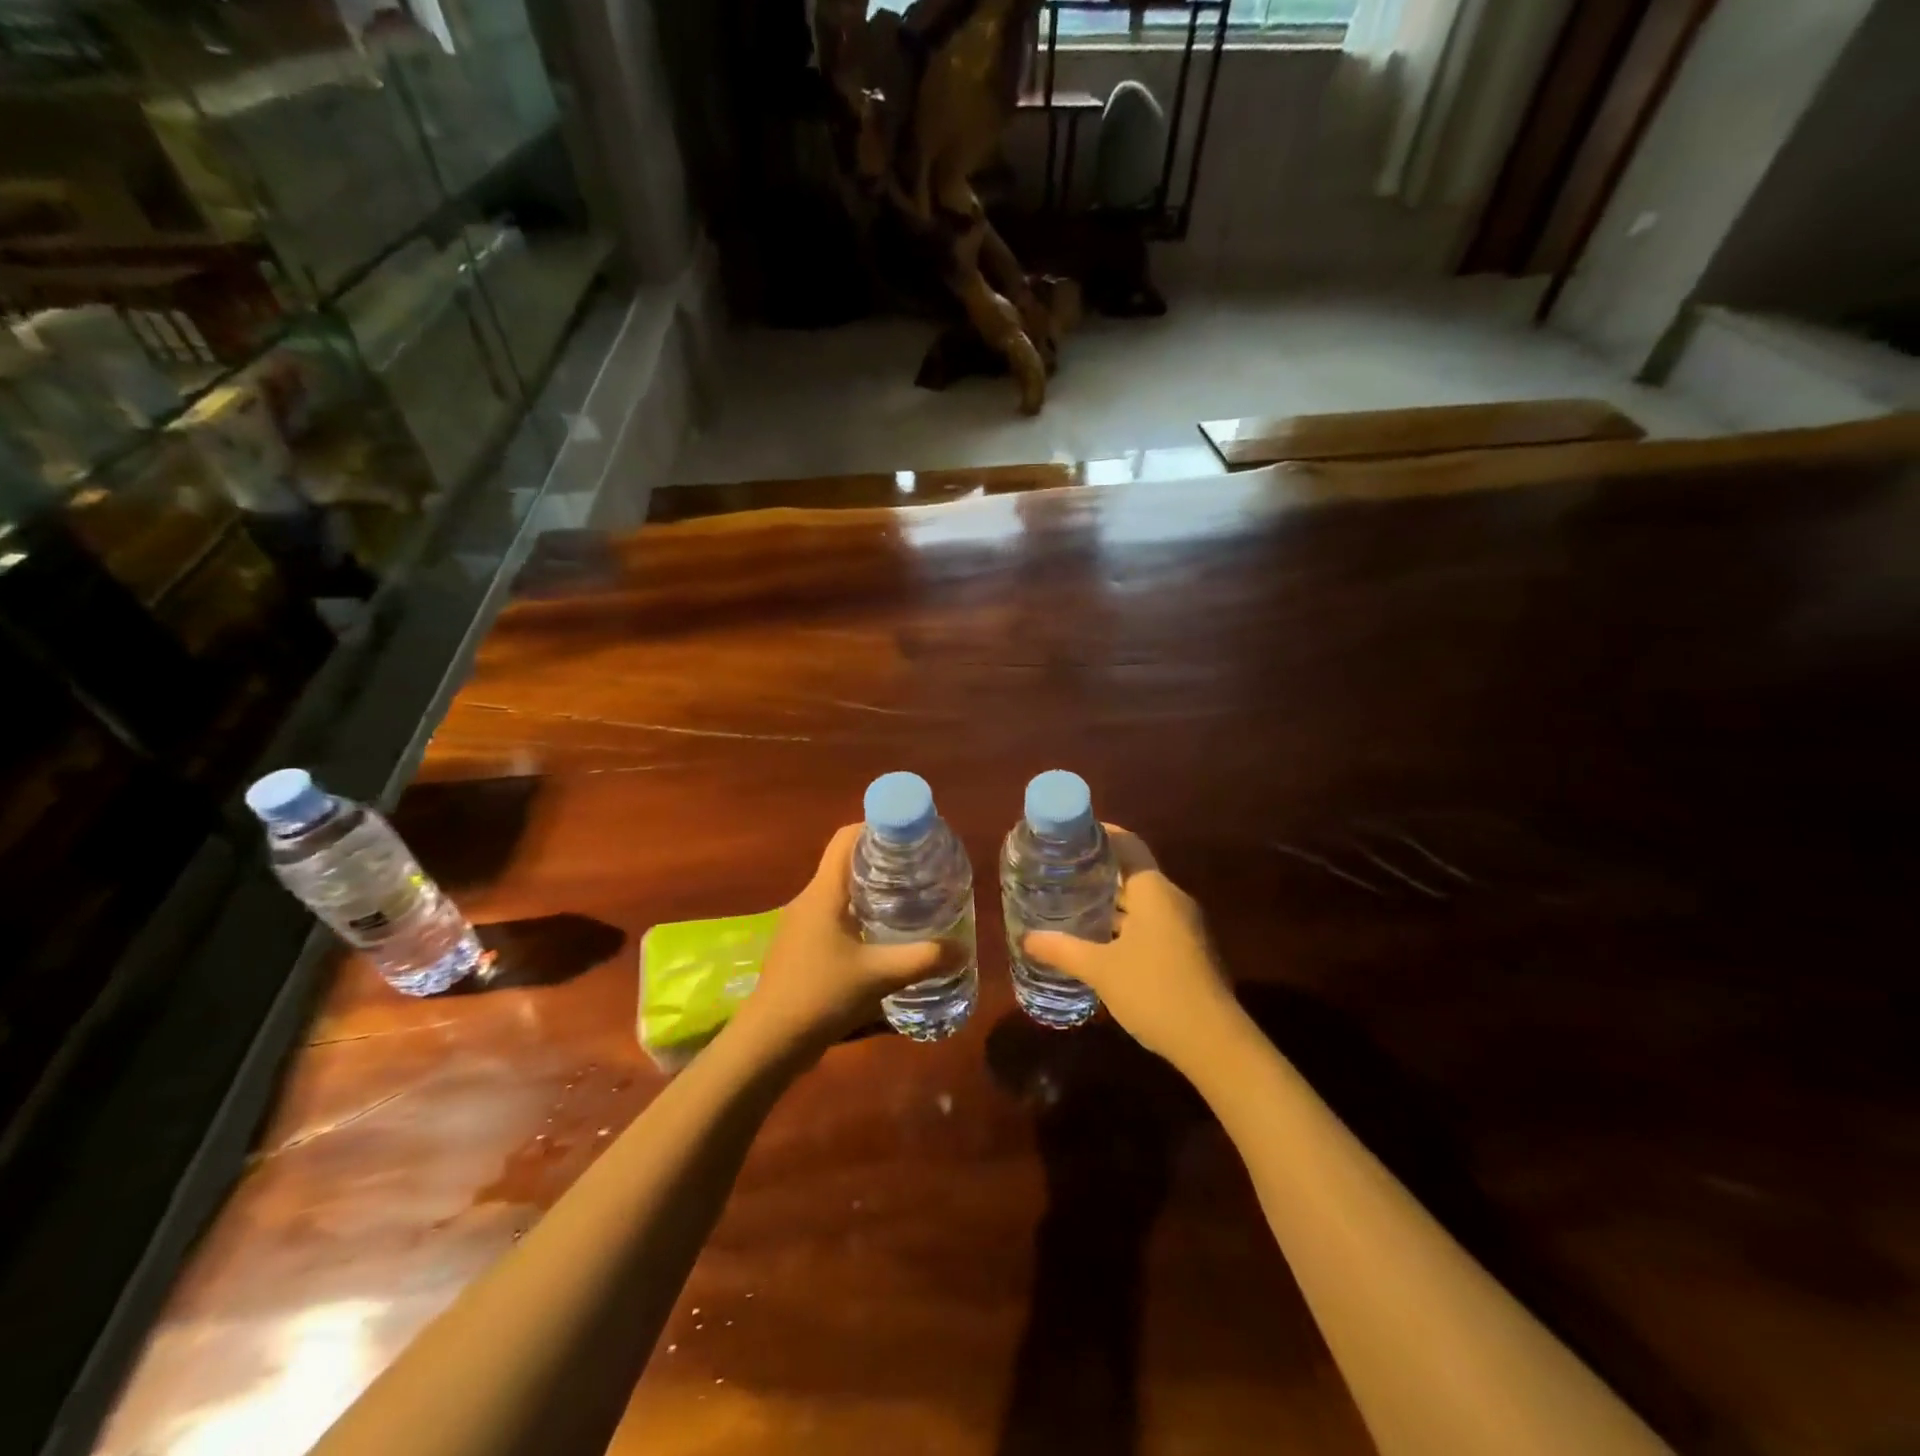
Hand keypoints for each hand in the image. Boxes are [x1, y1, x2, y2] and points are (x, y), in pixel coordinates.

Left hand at [732, 824, 944, 1050]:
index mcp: (823, 892)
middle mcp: (808, 899)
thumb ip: (923, 959)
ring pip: (839, 891)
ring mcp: (801, 924)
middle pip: (845, 862)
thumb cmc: (821, 995)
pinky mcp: (800, 947)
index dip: (876, 827)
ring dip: (870, 889)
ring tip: (907, 898)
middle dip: (881, 859)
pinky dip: (858, 914)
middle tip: (918, 868)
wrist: (769, 1042)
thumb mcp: (879, 976)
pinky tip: (881, 936)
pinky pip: (832, 915)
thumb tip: (962, 948)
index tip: (909, 836)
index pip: (846, 838)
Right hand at [1023, 827, 1238, 1066]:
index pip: (1126, 844)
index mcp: (1153, 890)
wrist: (1213, 1042)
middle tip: (1059, 873)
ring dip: (1110, 903)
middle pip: (1131, 872)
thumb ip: (1063, 950)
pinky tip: (1099, 941)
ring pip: (1141, 902)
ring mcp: (1184, 926)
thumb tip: (1027, 938)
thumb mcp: (1101, 970)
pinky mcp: (1187, 951)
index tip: (1068, 837)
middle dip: (1097, 872)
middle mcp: (1172, 899)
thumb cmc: (1154, 991)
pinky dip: (1124, 924)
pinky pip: (1150, 924)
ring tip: (1071, 904)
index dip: (1099, 835)